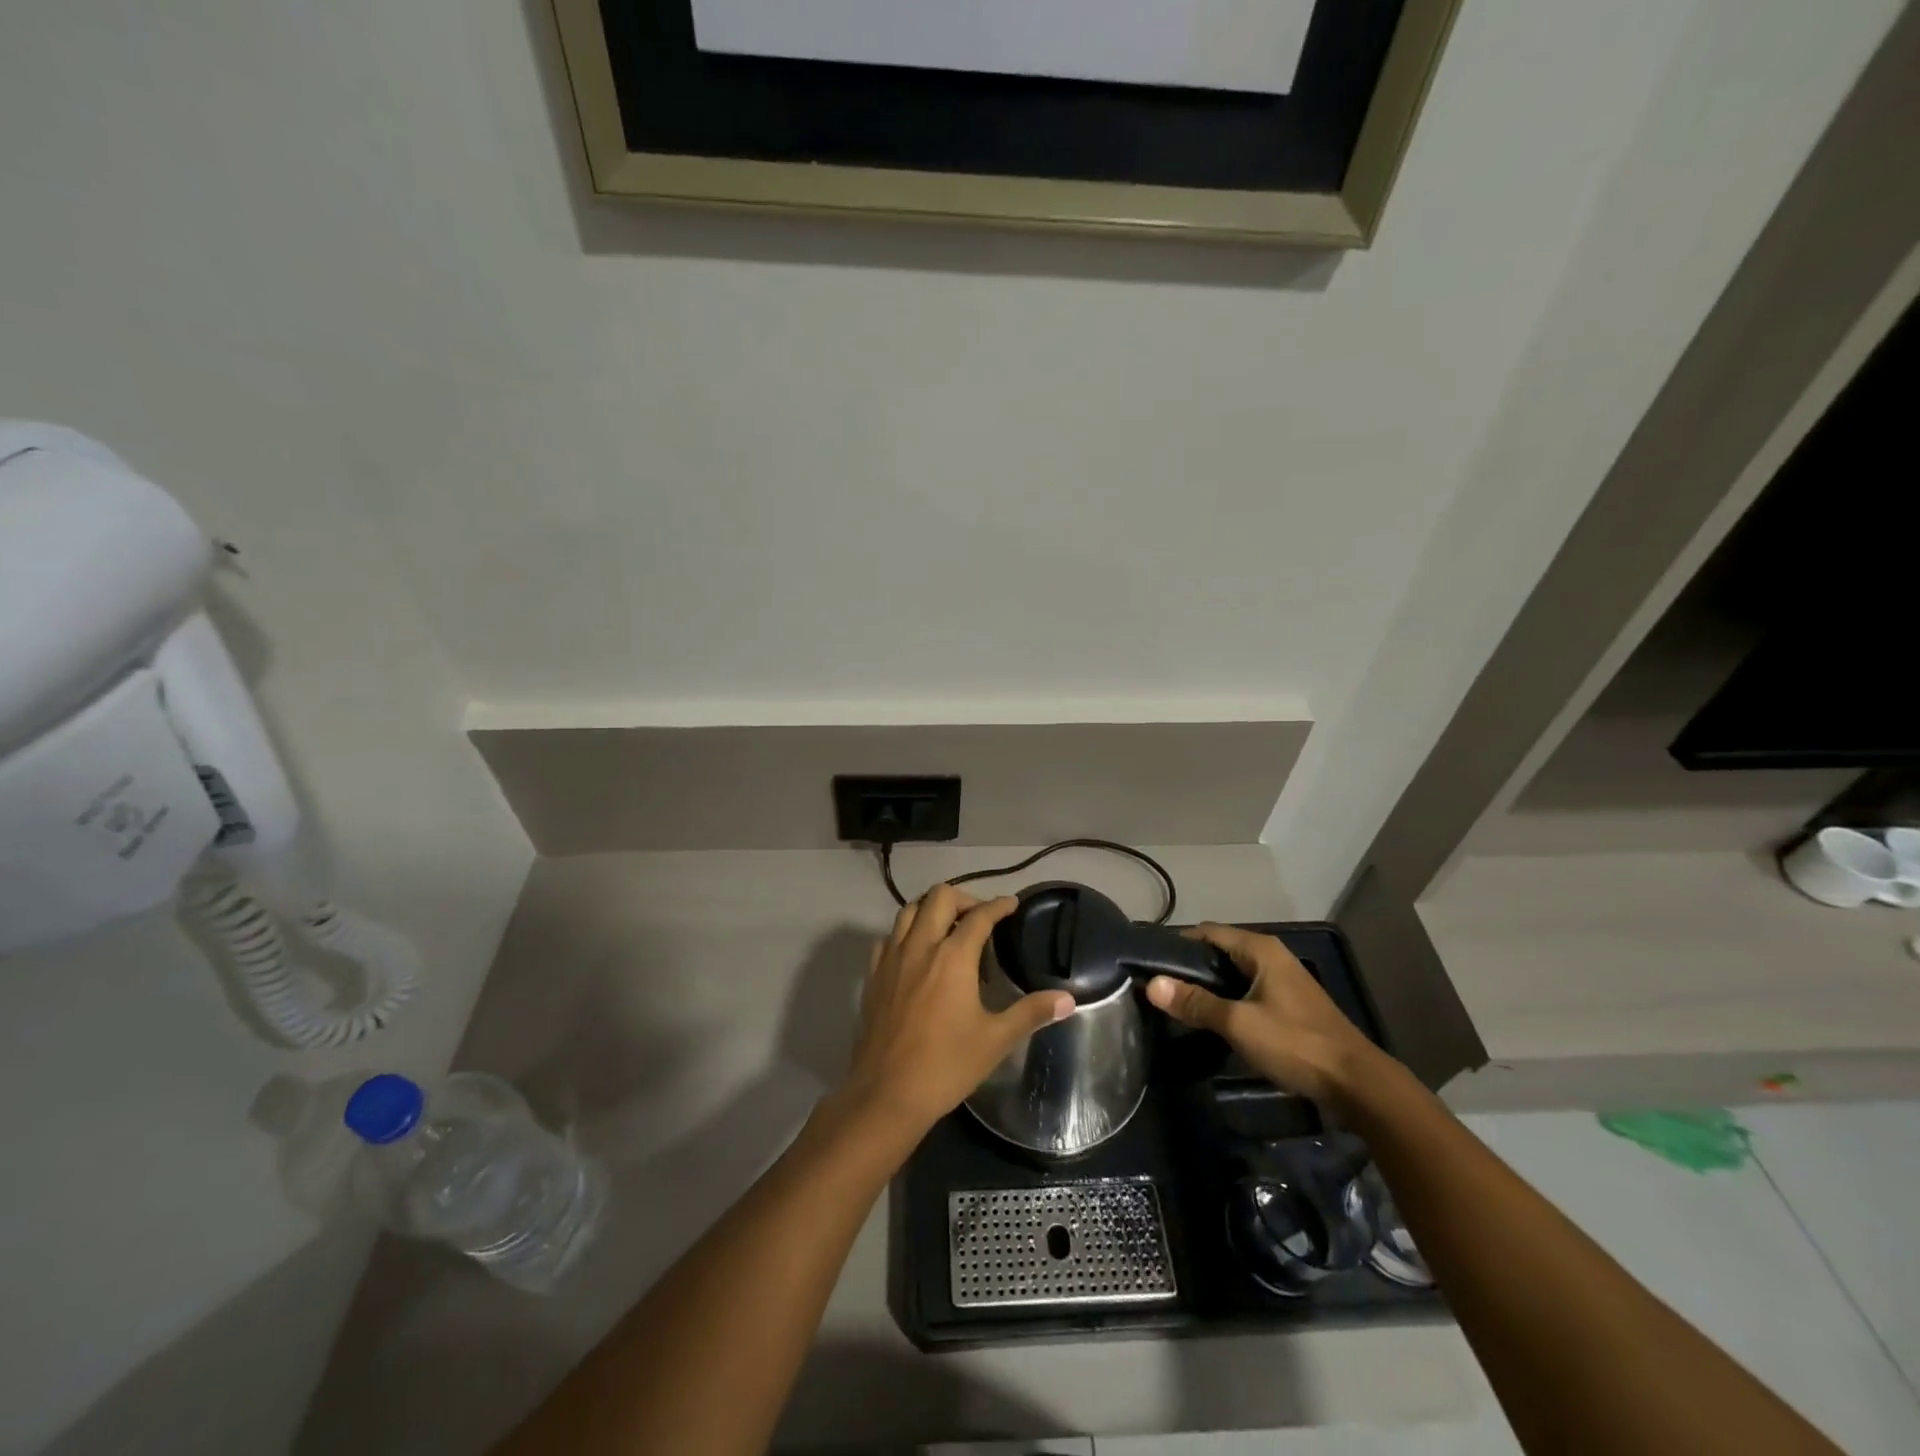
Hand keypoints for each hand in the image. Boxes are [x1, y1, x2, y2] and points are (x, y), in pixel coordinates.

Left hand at [836, 887, 1074, 1147]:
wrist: (887, 1094)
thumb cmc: (947, 1065)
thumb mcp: (996, 1040)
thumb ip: (1031, 1012)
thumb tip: (1068, 999)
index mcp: (953, 957)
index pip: (980, 916)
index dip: (999, 906)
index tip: (1012, 904)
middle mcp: (920, 946)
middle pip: (940, 897)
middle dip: (964, 899)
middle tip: (981, 919)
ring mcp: (892, 958)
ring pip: (909, 910)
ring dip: (931, 909)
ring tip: (949, 928)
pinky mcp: (873, 975)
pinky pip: (889, 937)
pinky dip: (906, 933)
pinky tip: (917, 954)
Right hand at [1145, 923, 1393, 1108]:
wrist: (1356, 1084)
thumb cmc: (1295, 1044)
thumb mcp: (1239, 1023)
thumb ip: (1195, 1002)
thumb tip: (1152, 984)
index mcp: (1260, 949)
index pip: (1207, 932)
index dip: (1178, 943)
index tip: (1150, 962)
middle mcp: (1272, 956)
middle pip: (1220, 951)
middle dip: (1190, 966)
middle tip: (1159, 986)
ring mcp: (1283, 981)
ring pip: (1234, 973)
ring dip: (1209, 985)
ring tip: (1178, 1003)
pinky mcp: (1289, 1004)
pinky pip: (1248, 991)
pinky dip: (1227, 999)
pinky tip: (1212, 1019)